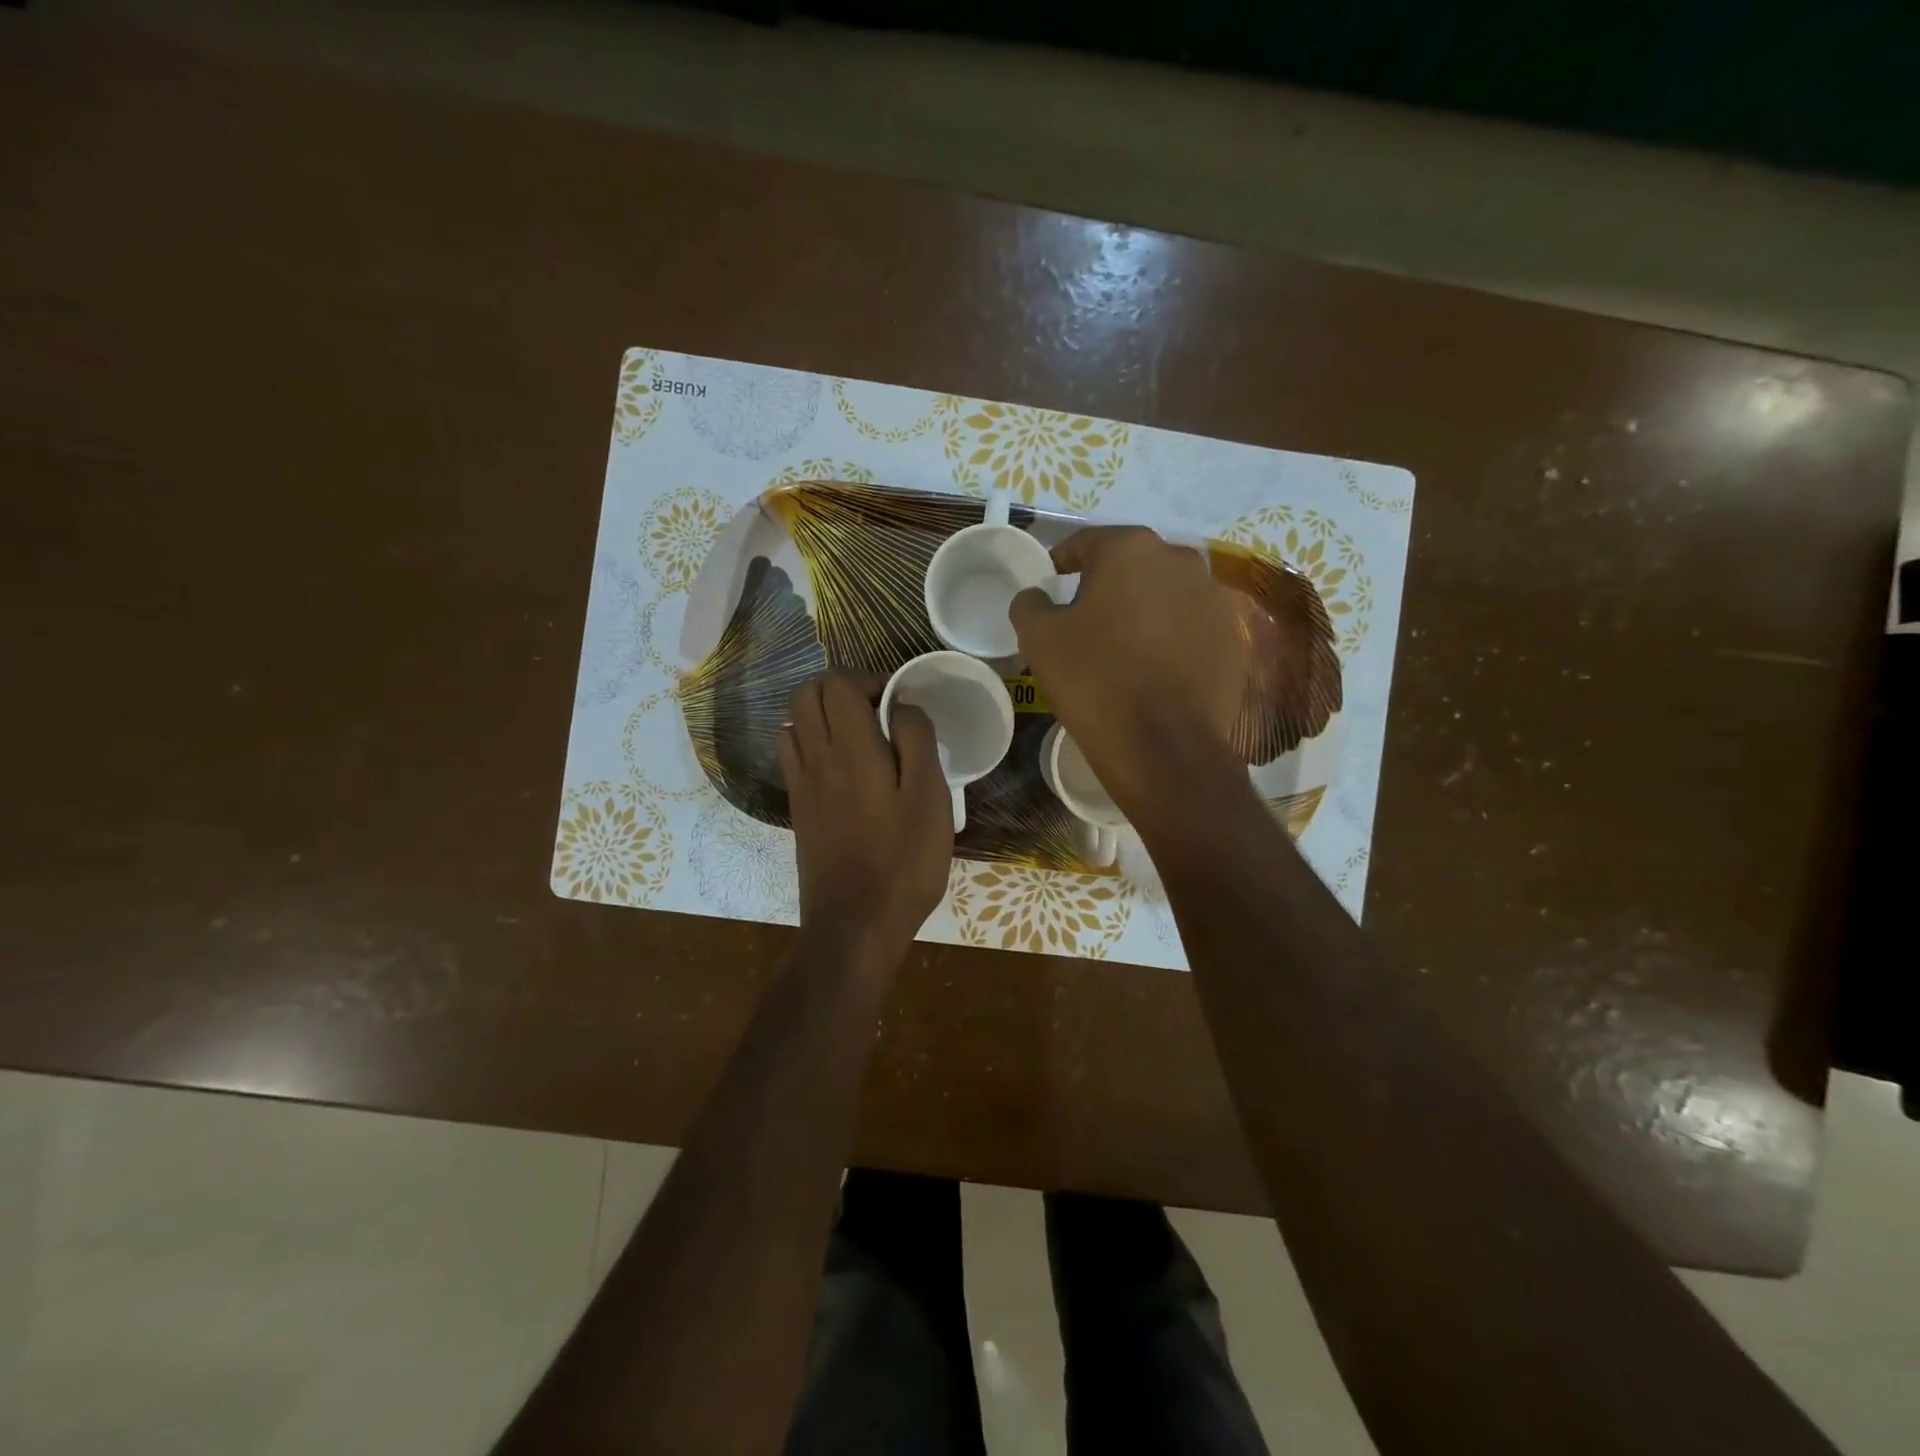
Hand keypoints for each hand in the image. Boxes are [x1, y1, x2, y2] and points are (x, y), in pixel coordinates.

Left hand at [780, 672, 952, 957]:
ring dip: (822, 715)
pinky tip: (843, 769)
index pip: (836, 683)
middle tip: (879, 712)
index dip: (867, 679)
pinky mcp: (798, 810)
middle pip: (806, 695)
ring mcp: (801, 785)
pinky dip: (811, 743)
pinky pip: (793, 756)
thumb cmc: (902, 860)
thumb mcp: (930, 797)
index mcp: (850, 748)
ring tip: (860, 737)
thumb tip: (902, 704)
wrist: (854, 924)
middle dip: (840, 689)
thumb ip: (916, 741)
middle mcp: (815, 757)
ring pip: (793, 723)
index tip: (898, 703)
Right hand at [1011, 526, 1248, 814]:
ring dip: (1143, 610)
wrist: (1162, 746)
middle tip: (1085, 618)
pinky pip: (1191, 627)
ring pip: (1165, 595)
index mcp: (1130, 549)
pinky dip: (1171, 637)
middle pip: (1131, 565)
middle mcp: (1180, 560)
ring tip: (1122, 645)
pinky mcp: (1233, 638)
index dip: (1062, 562)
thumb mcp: (1039, 638)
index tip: (1050, 583)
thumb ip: (1030, 603)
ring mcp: (1214, 599)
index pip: (1086, 542)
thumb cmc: (1094, 680)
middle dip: (1107, 585)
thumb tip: (1037, 595)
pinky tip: (1155, 667)